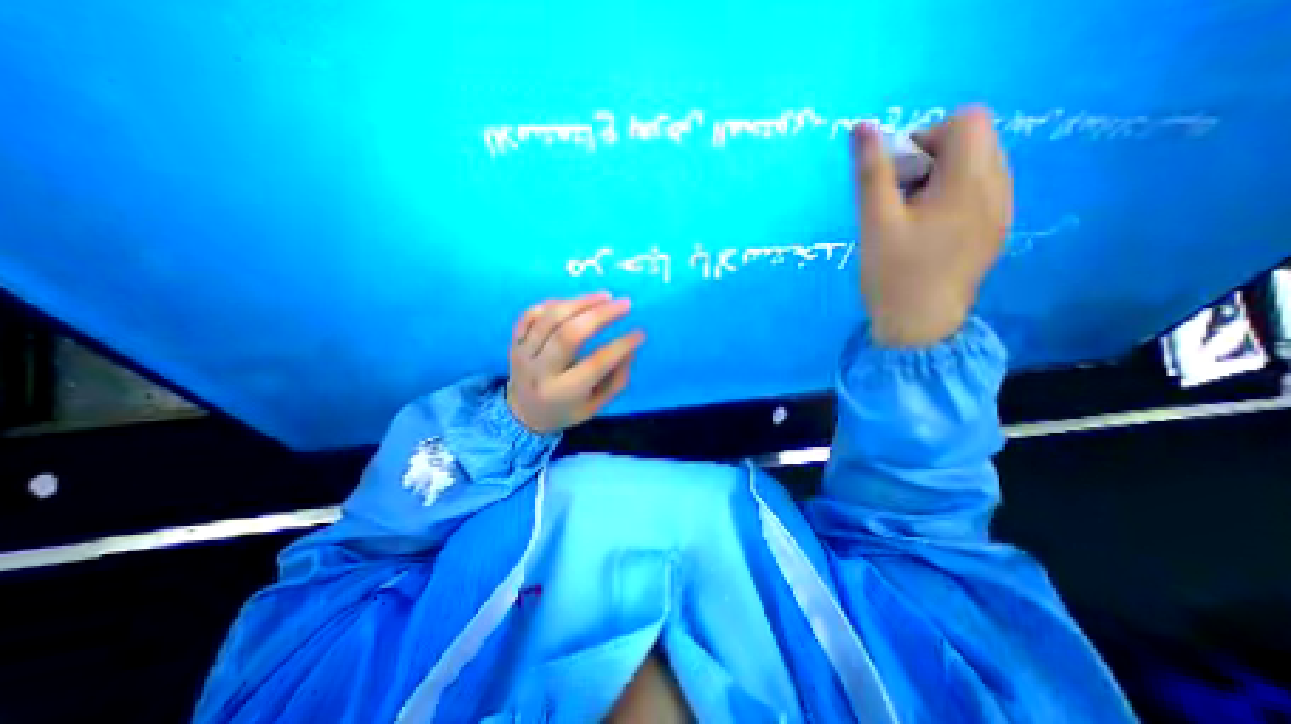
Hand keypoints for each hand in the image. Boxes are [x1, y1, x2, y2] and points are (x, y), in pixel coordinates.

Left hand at [505, 290, 645, 432]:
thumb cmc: (566, 410)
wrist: (522, 414)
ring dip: (581, 302)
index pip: (596, 364)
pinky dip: (554, 303)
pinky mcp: (513, 341)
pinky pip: (531, 314)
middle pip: (568, 334)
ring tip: (605, 296)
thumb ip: (616, 379)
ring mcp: (522, 354)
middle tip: (625, 304)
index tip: (640, 333)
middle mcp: (539, 372)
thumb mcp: (596, 405)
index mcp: (563, 393)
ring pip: (550, 319)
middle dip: (600, 315)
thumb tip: (630, 347)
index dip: (621, 346)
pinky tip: (575, 302)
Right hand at [856, 102, 1013, 347]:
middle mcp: (998, 189)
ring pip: (978, 166)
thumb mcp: (875, 222)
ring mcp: (1002, 212)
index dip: (926, 136)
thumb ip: (871, 173)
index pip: (967, 121)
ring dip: (941, 177)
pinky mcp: (995, 231)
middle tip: (900, 197)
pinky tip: (928, 230)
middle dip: (932, 157)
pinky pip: (981, 192)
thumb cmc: (893, 274)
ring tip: (912, 216)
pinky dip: (952, 197)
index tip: (897, 174)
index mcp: (970, 183)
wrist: (919, 326)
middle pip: (975, 141)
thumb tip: (862, 128)